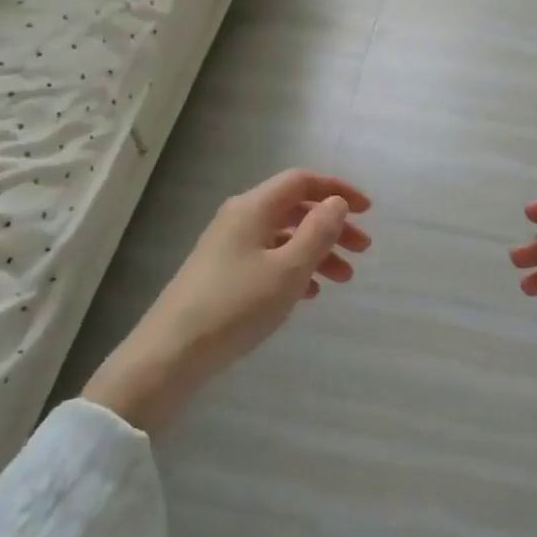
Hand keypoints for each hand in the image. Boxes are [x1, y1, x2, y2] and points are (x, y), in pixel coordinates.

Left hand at [84, 169, 370, 432]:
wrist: (169, 355)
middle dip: (332, 226)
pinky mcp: (222, 274)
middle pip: (295, 209)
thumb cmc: (235, 306)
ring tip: (343, 279)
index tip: (367, 211)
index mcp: (254, 207)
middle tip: (362, 250)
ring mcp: (228, 247)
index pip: (302, 181)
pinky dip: (294, 269)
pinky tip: (309, 294)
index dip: (336, 190)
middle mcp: (240, 218)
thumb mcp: (288, 270)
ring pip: (283, 237)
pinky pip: (268, 259)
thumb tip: (336, 202)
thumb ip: (318, 232)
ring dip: (317, 251)